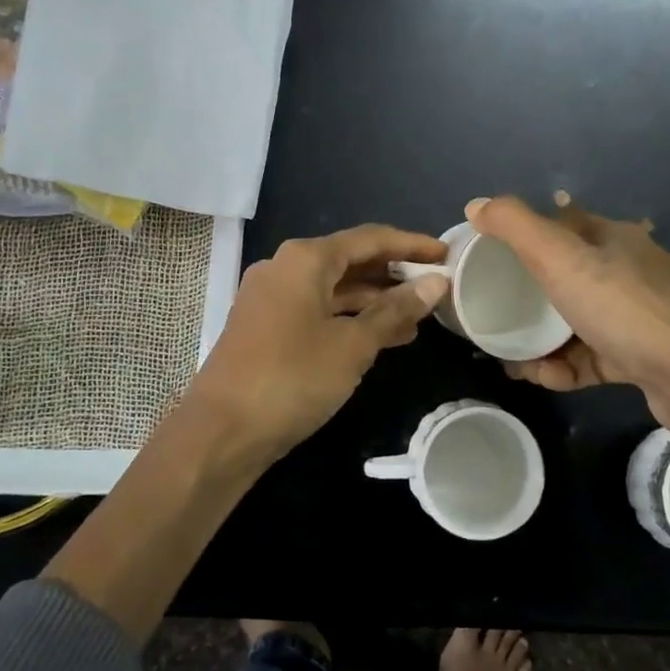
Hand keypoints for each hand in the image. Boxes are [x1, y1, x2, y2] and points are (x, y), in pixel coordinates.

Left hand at [190, 224, 449, 463]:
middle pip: (350, 260)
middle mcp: (284, 268)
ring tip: (418, 319)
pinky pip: (318, 310)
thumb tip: (437, 283)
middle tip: (436, 288)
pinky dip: (349, 319)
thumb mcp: (353, 345)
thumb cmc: (292, 379)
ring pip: (334, 289)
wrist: (222, 431)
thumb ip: (395, 311)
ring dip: (374, 301)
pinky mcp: (266, 326)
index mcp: (305, 259)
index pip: (370, 239)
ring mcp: (271, 297)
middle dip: (393, 274)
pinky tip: (382, 338)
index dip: (411, 245)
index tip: (447, 254)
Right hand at [468, 195, 669, 444]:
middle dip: (529, 296)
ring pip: (577, 321)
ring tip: (510, 358)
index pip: (564, 222)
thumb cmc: (625, 308)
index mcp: (615, 239)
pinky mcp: (643, 358)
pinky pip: (592, 358)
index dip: (526, 233)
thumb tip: (475, 204)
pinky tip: (544, 378)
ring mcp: (640, 317)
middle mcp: (631, 271)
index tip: (491, 253)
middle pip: (568, 275)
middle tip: (494, 314)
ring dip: (542, 340)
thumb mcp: (560, 258)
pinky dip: (565, 367)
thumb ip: (515, 227)